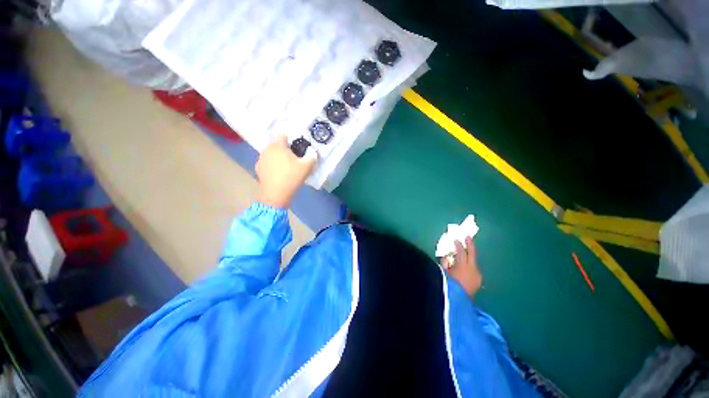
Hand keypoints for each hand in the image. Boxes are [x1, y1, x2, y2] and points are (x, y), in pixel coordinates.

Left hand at [256, 134, 316, 208]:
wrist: (276, 194)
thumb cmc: (292, 177)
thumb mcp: (307, 167)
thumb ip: (312, 156)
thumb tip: (313, 152)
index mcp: (278, 145)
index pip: (283, 135)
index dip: (291, 141)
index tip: (297, 149)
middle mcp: (267, 149)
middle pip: (277, 145)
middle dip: (284, 150)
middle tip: (294, 160)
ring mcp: (261, 159)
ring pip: (271, 154)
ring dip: (277, 157)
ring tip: (286, 168)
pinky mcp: (258, 169)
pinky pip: (267, 163)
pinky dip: (272, 166)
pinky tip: (278, 175)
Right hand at [440, 236, 481, 297]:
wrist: (457, 304)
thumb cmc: (448, 285)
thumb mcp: (443, 272)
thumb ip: (445, 262)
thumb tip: (446, 256)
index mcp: (463, 266)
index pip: (461, 252)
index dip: (458, 245)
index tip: (455, 239)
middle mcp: (473, 269)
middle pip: (472, 254)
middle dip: (469, 244)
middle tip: (467, 236)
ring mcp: (477, 276)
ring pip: (474, 262)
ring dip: (469, 256)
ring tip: (464, 251)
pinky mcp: (478, 281)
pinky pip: (473, 269)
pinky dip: (469, 265)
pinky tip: (464, 266)